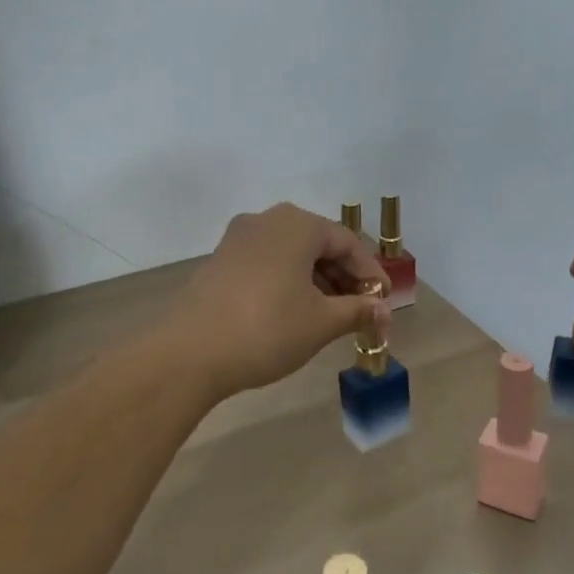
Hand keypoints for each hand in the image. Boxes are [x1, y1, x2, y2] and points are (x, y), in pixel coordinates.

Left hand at [164, 203, 391, 401]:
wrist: (189, 353)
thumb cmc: (267, 329)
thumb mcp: (321, 322)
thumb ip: (358, 311)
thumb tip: (383, 311)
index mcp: (297, 224)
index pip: (347, 242)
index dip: (370, 273)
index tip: (384, 302)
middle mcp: (267, 220)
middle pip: (318, 243)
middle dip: (344, 276)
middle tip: (361, 309)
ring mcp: (239, 238)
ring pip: (291, 253)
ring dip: (317, 280)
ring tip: (331, 315)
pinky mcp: (220, 259)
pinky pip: (267, 262)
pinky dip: (289, 281)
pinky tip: (295, 311)